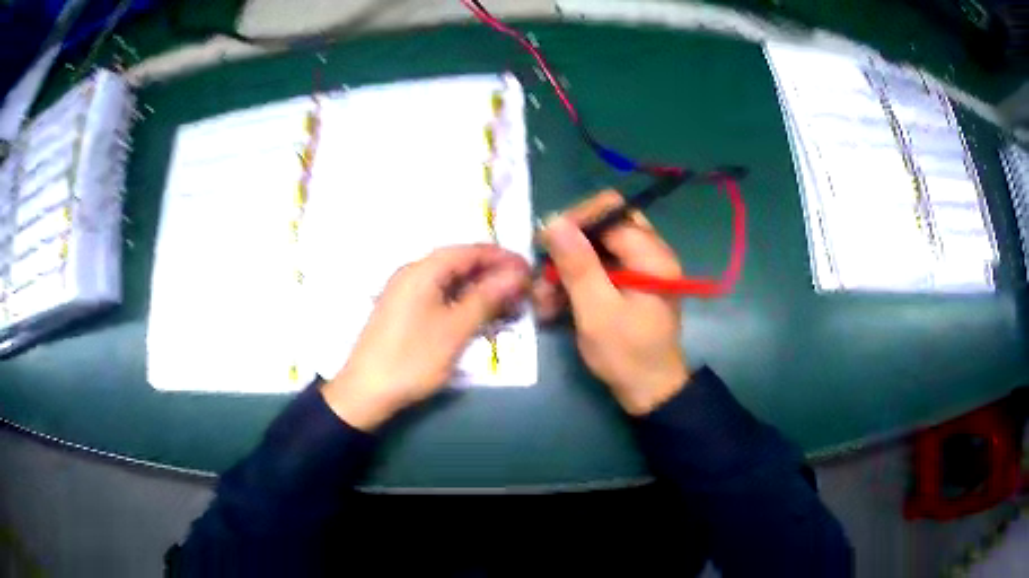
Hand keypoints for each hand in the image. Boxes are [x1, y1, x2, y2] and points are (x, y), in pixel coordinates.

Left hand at [322, 244, 529, 430]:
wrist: (366, 392)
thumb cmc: (412, 359)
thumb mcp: (455, 329)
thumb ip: (486, 298)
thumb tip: (516, 275)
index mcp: (422, 271)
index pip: (470, 250)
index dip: (502, 257)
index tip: (529, 271)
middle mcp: (412, 274)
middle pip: (459, 263)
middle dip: (492, 274)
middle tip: (521, 291)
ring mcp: (406, 292)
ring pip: (450, 281)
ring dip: (479, 289)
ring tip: (506, 305)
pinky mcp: (404, 311)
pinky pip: (439, 296)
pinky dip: (462, 302)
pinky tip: (478, 316)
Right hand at [534, 191, 688, 415]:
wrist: (649, 392)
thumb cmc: (626, 354)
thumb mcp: (597, 311)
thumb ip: (577, 265)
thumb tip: (554, 221)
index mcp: (651, 255)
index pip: (610, 211)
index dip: (575, 221)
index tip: (544, 244)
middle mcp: (650, 253)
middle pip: (604, 225)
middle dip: (570, 244)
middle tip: (545, 266)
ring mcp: (640, 268)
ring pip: (598, 247)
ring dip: (568, 267)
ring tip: (543, 297)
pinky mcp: (629, 284)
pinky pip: (600, 268)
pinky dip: (576, 281)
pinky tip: (554, 304)